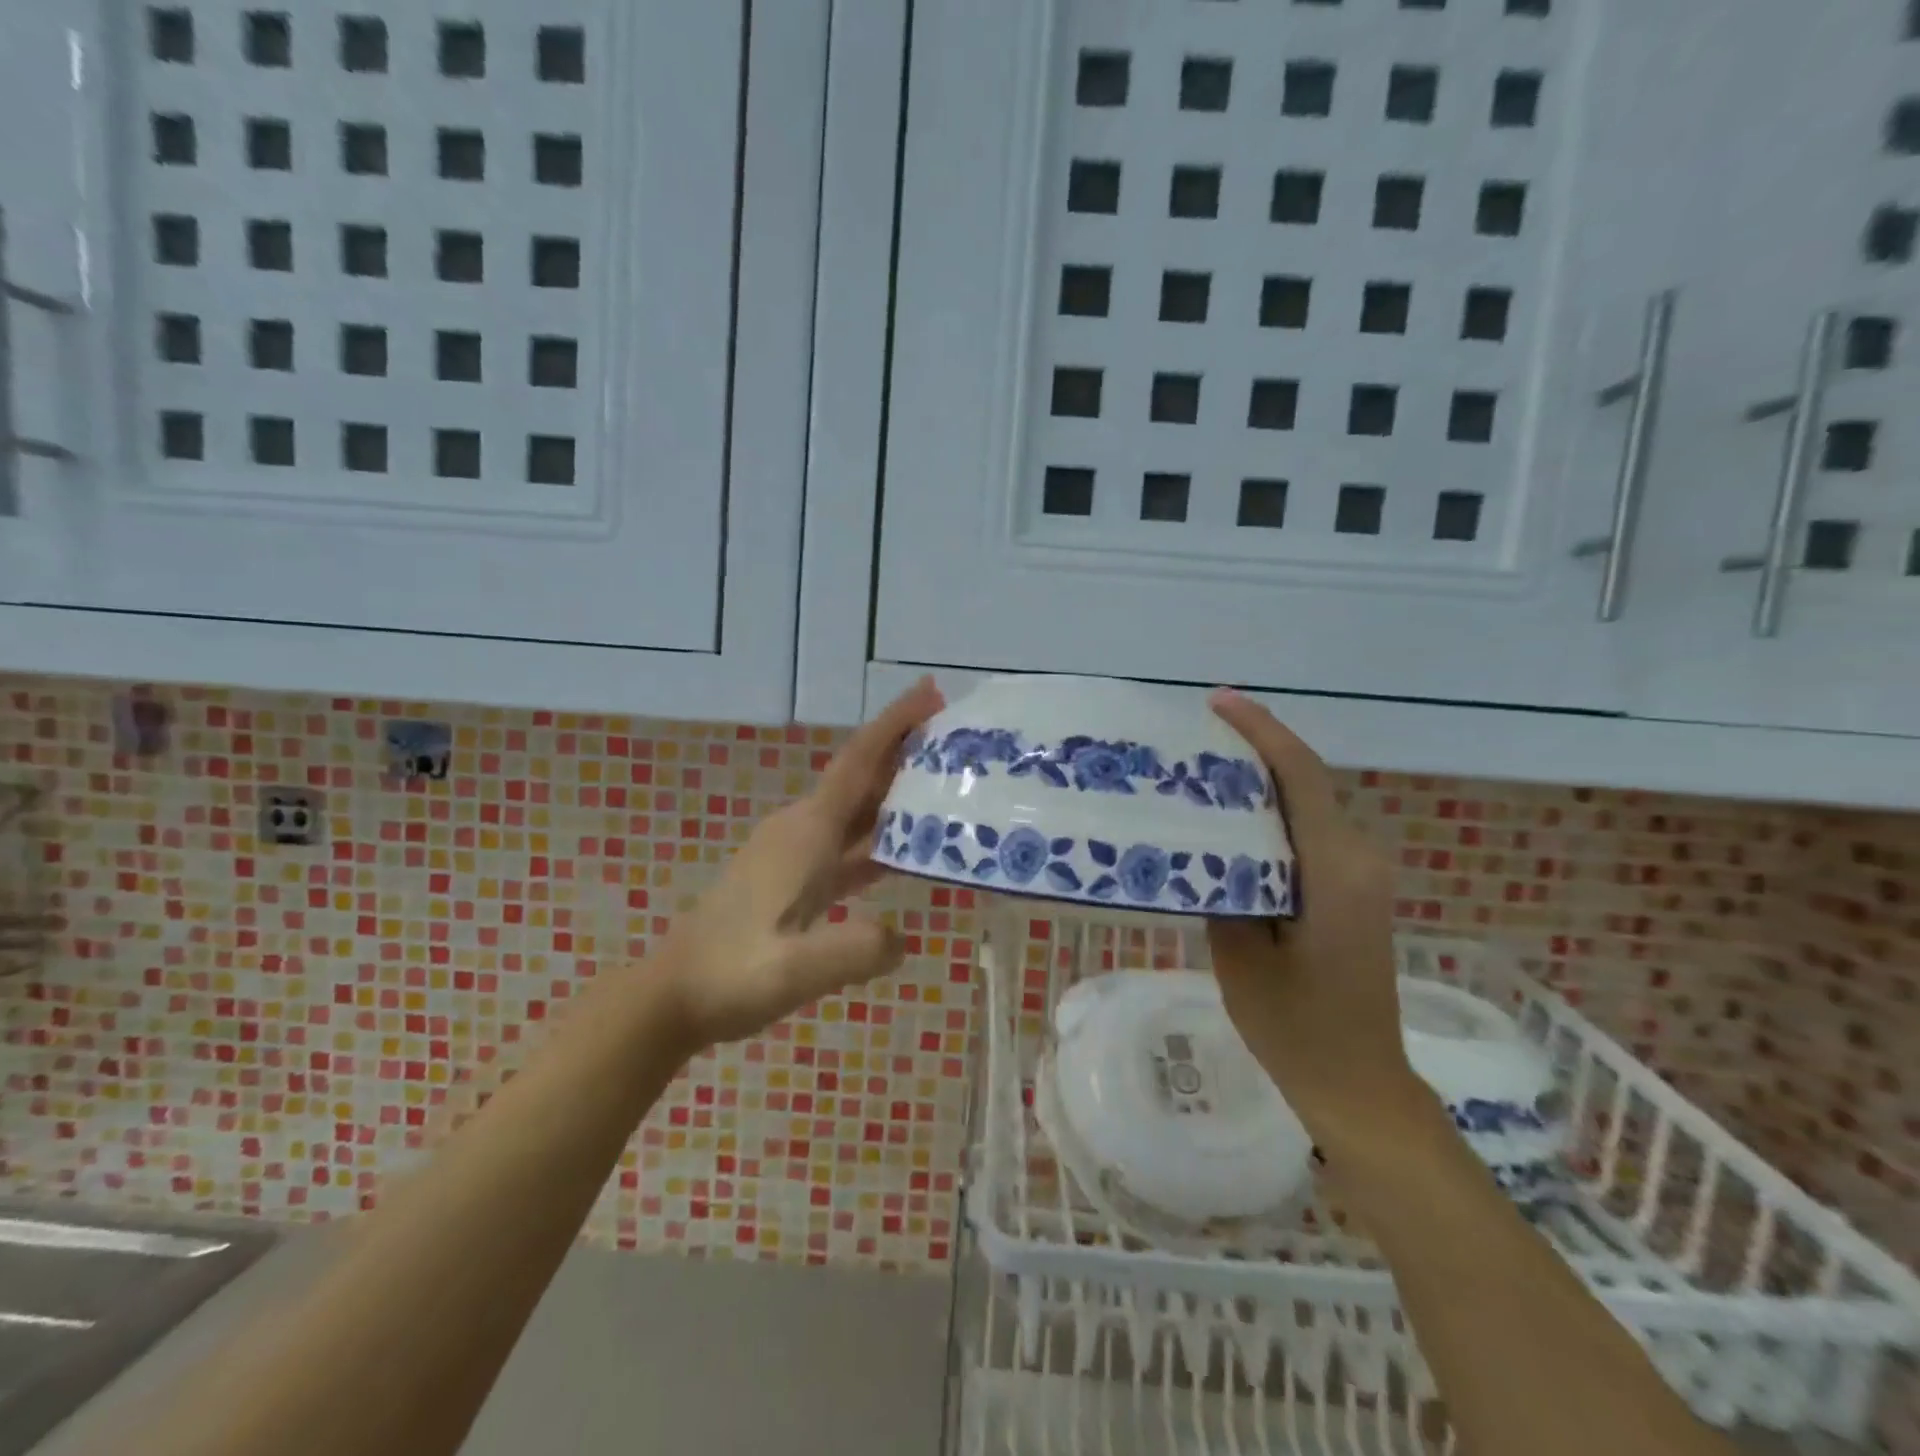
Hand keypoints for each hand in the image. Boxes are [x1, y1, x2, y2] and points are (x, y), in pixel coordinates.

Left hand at [660, 678, 944, 1049]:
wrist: (672, 996)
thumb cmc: (731, 974)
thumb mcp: (796, 969)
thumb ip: (855, 950)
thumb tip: (902, 937)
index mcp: (806, 833)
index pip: (858, 762)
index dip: (895, 724)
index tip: (931, 692)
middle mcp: (801, 830)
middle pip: (860, 778)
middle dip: (904, 752)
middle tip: (958, 741)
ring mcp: (793, 854)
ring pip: (854, 810)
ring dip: (894, 794)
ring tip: (944, 787)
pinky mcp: (790, 877)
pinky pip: (845, 843)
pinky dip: (876, 836)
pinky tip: (904, 851)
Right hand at [1205, 689, 1426, 1141]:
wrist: (1358, 1084)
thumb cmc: (1295, 1026)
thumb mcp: (1239, 954)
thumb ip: (1224, 884)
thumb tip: (1206, 838)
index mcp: (1334, 868)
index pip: (1300, 776)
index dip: (1261, 731)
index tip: (1218, 702)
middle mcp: (1358, 857)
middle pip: (1306, 781)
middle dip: (1255, 749)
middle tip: (1194, 737)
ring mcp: (1362, 874)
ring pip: (1309, 805)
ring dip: (1263, 781)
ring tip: (1204, 771)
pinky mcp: (1355, 890)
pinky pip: (1312, 832)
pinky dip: (1274, 814)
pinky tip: (1232, 821)